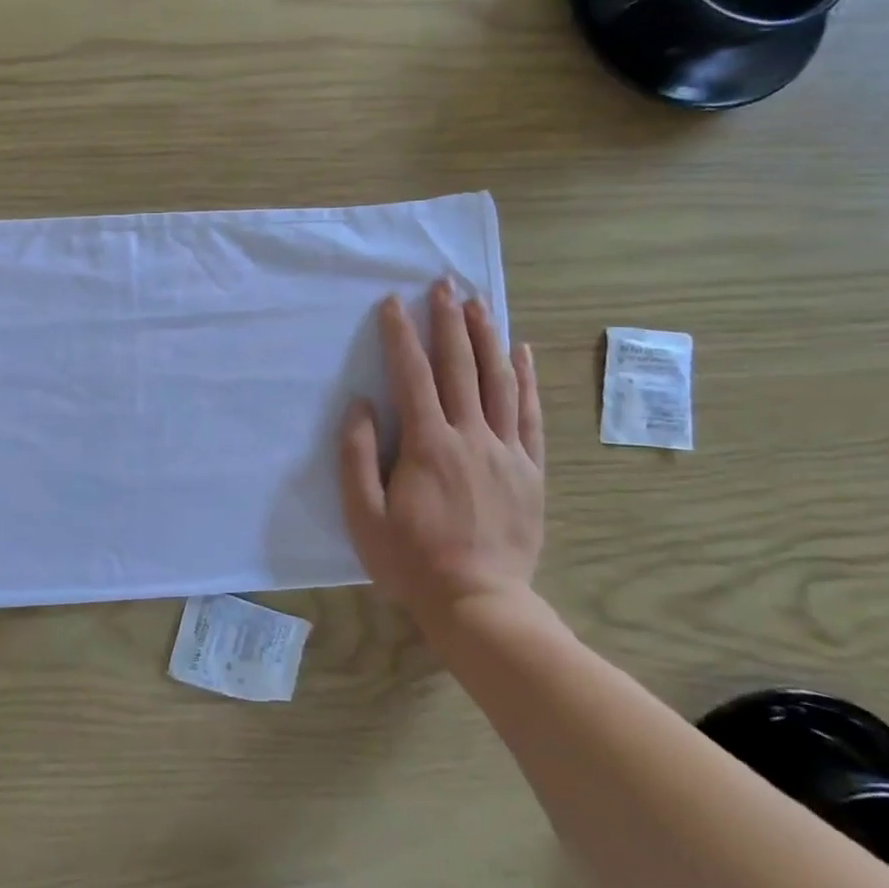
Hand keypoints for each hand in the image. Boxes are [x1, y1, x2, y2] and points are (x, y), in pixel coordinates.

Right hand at [339, 280, 544, 622]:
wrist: (480, 603)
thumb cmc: (412, 561)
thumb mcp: (364, 516)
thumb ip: (358, 456)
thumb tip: (361, 405)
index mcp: (428, 445)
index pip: (413, 376)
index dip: (401, 335)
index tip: (393, 302)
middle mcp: (470, 436)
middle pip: (460, 366)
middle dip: (448, 321)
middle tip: (443, 283)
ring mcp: (506, 451)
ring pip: (499, 381)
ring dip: (487, 337)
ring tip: (479, 302)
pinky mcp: (530, 469)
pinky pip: (529, 414)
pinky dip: (525, 379)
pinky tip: (522, 352)